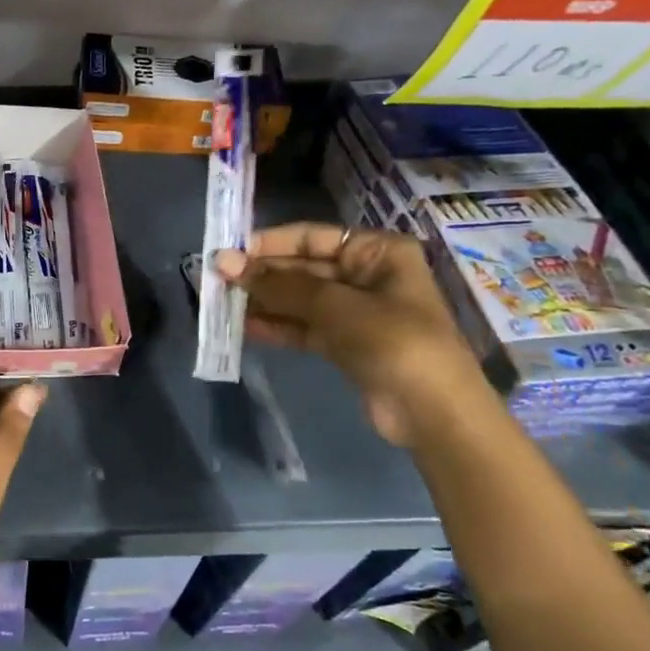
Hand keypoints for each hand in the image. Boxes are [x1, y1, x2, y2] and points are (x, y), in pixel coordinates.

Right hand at [216, 223, 488, 446]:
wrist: (434, 414)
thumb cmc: (394, 342)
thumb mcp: (335, 306)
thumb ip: (279, 284)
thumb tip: (224, 262)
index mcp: (377, 252)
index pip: (311, 237)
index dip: (268, 243)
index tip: (227, 253)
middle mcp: (366, 275)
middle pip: (303, 268)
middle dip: (261, 275)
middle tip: (215, 280)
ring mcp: (355, 312)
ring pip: (299, 299)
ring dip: (263, 301)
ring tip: (221, 303)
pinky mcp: (345, 344)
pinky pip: (303, 326)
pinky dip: (276, 326)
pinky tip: (243, 327)